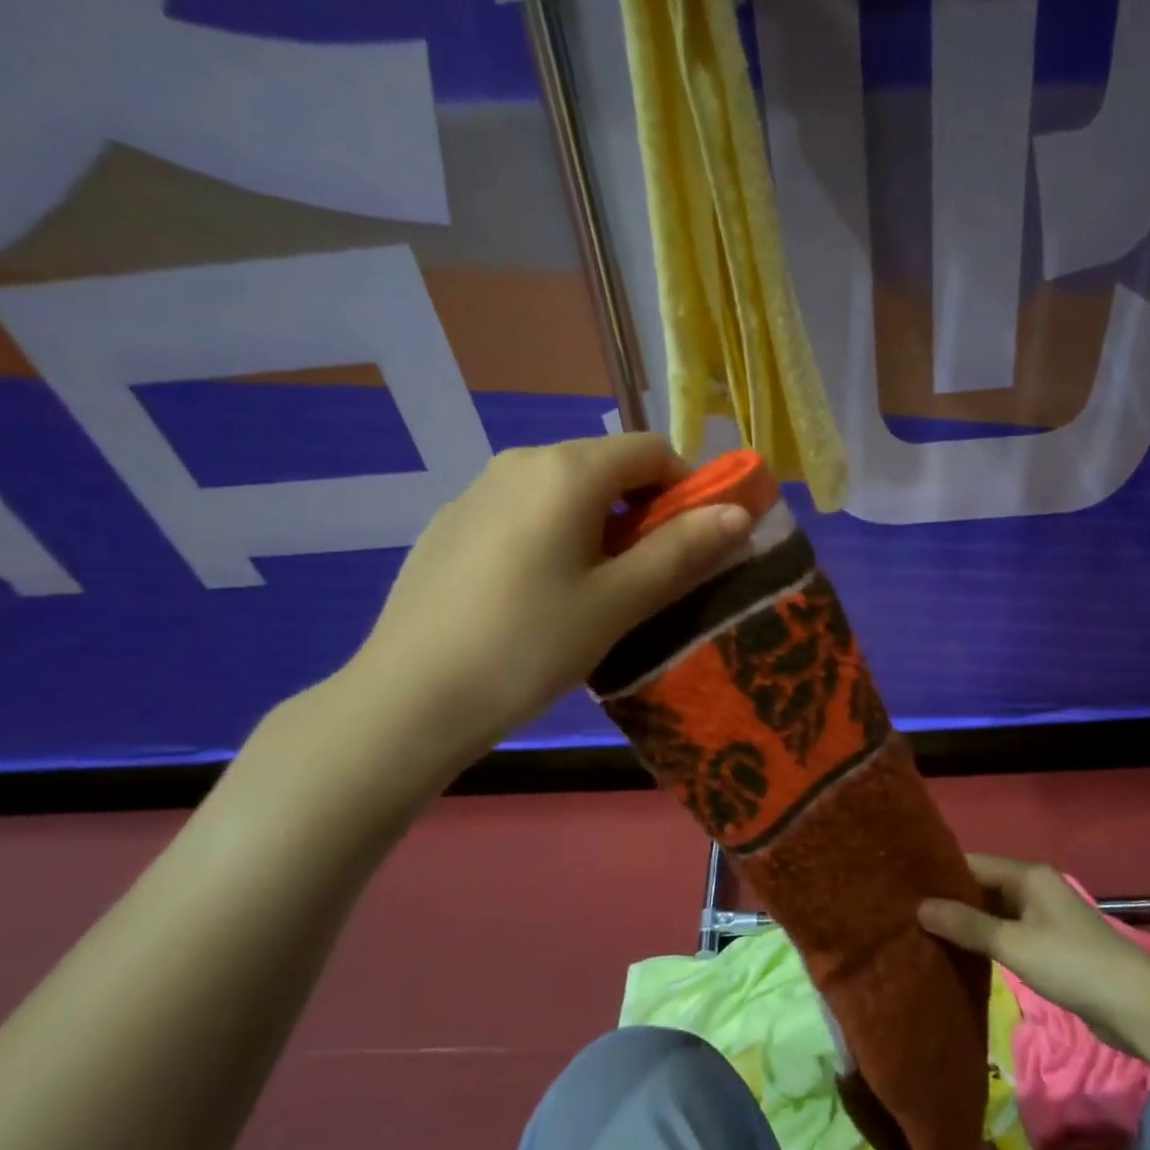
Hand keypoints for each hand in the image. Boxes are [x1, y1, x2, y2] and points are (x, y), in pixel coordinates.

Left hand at [340, 434, 753, 774]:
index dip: (687, 490)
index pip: (652, 450)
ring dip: (600, 527)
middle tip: (647, 578)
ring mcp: (478, 490)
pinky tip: (537, 597)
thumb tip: (741, 511)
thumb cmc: (528, 646)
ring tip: (593, 593)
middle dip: (644, 512)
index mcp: (565, 470)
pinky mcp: (452, 524)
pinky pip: (525, 512)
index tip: (692, 546)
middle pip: (607, 466)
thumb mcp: (618, 602)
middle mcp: (519, 461)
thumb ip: (682, 550)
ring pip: (565, 491)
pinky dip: (554, 536)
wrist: (408, 699)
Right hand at [919, 855, 1149, 1052]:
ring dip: (968, 923)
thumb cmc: (1073, 964)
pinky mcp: (1052, 946)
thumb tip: (920, 907)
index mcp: (1029, 875)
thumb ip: (967, 926)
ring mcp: (1045, 918)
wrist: (1137, 1007)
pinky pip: (1009, 934)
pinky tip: (962, 955)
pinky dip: (987, 941)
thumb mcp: (1013, 944)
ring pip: (996, 913)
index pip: (973, 863)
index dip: (941, 874)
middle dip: (952, 899)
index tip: (905, 886)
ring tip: (926, 933)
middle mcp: (1036, 888)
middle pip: (984, 886)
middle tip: (909, 913)